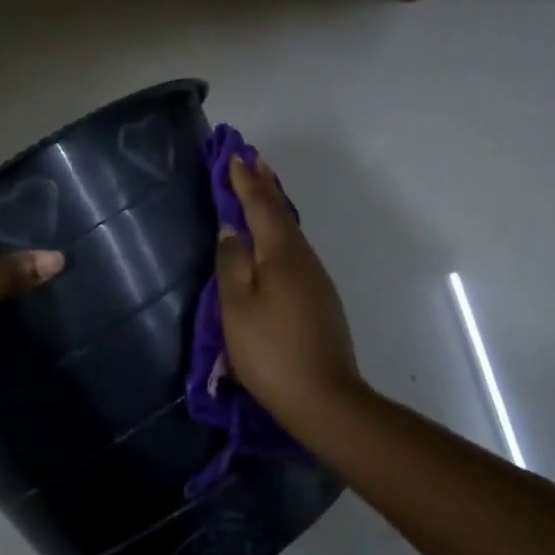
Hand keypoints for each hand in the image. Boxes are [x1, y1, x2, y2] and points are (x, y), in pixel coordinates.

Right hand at [216, 156, 364, 433]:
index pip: (261, 206)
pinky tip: (273, 240)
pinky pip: (295, 252)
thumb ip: (232, 262)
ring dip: (274, 208)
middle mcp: (304, 259)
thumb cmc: (269, 350)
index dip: (245, 182)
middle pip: (282, 214)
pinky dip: (280, 233)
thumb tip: (231, 229)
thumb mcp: (236, 306)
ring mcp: (316, 280)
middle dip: (264, 186)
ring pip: (291, 233)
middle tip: (252, 161)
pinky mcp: (319, 300)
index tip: (233, 156)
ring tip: (259, 191)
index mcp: (282, 254)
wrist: (322, 397)